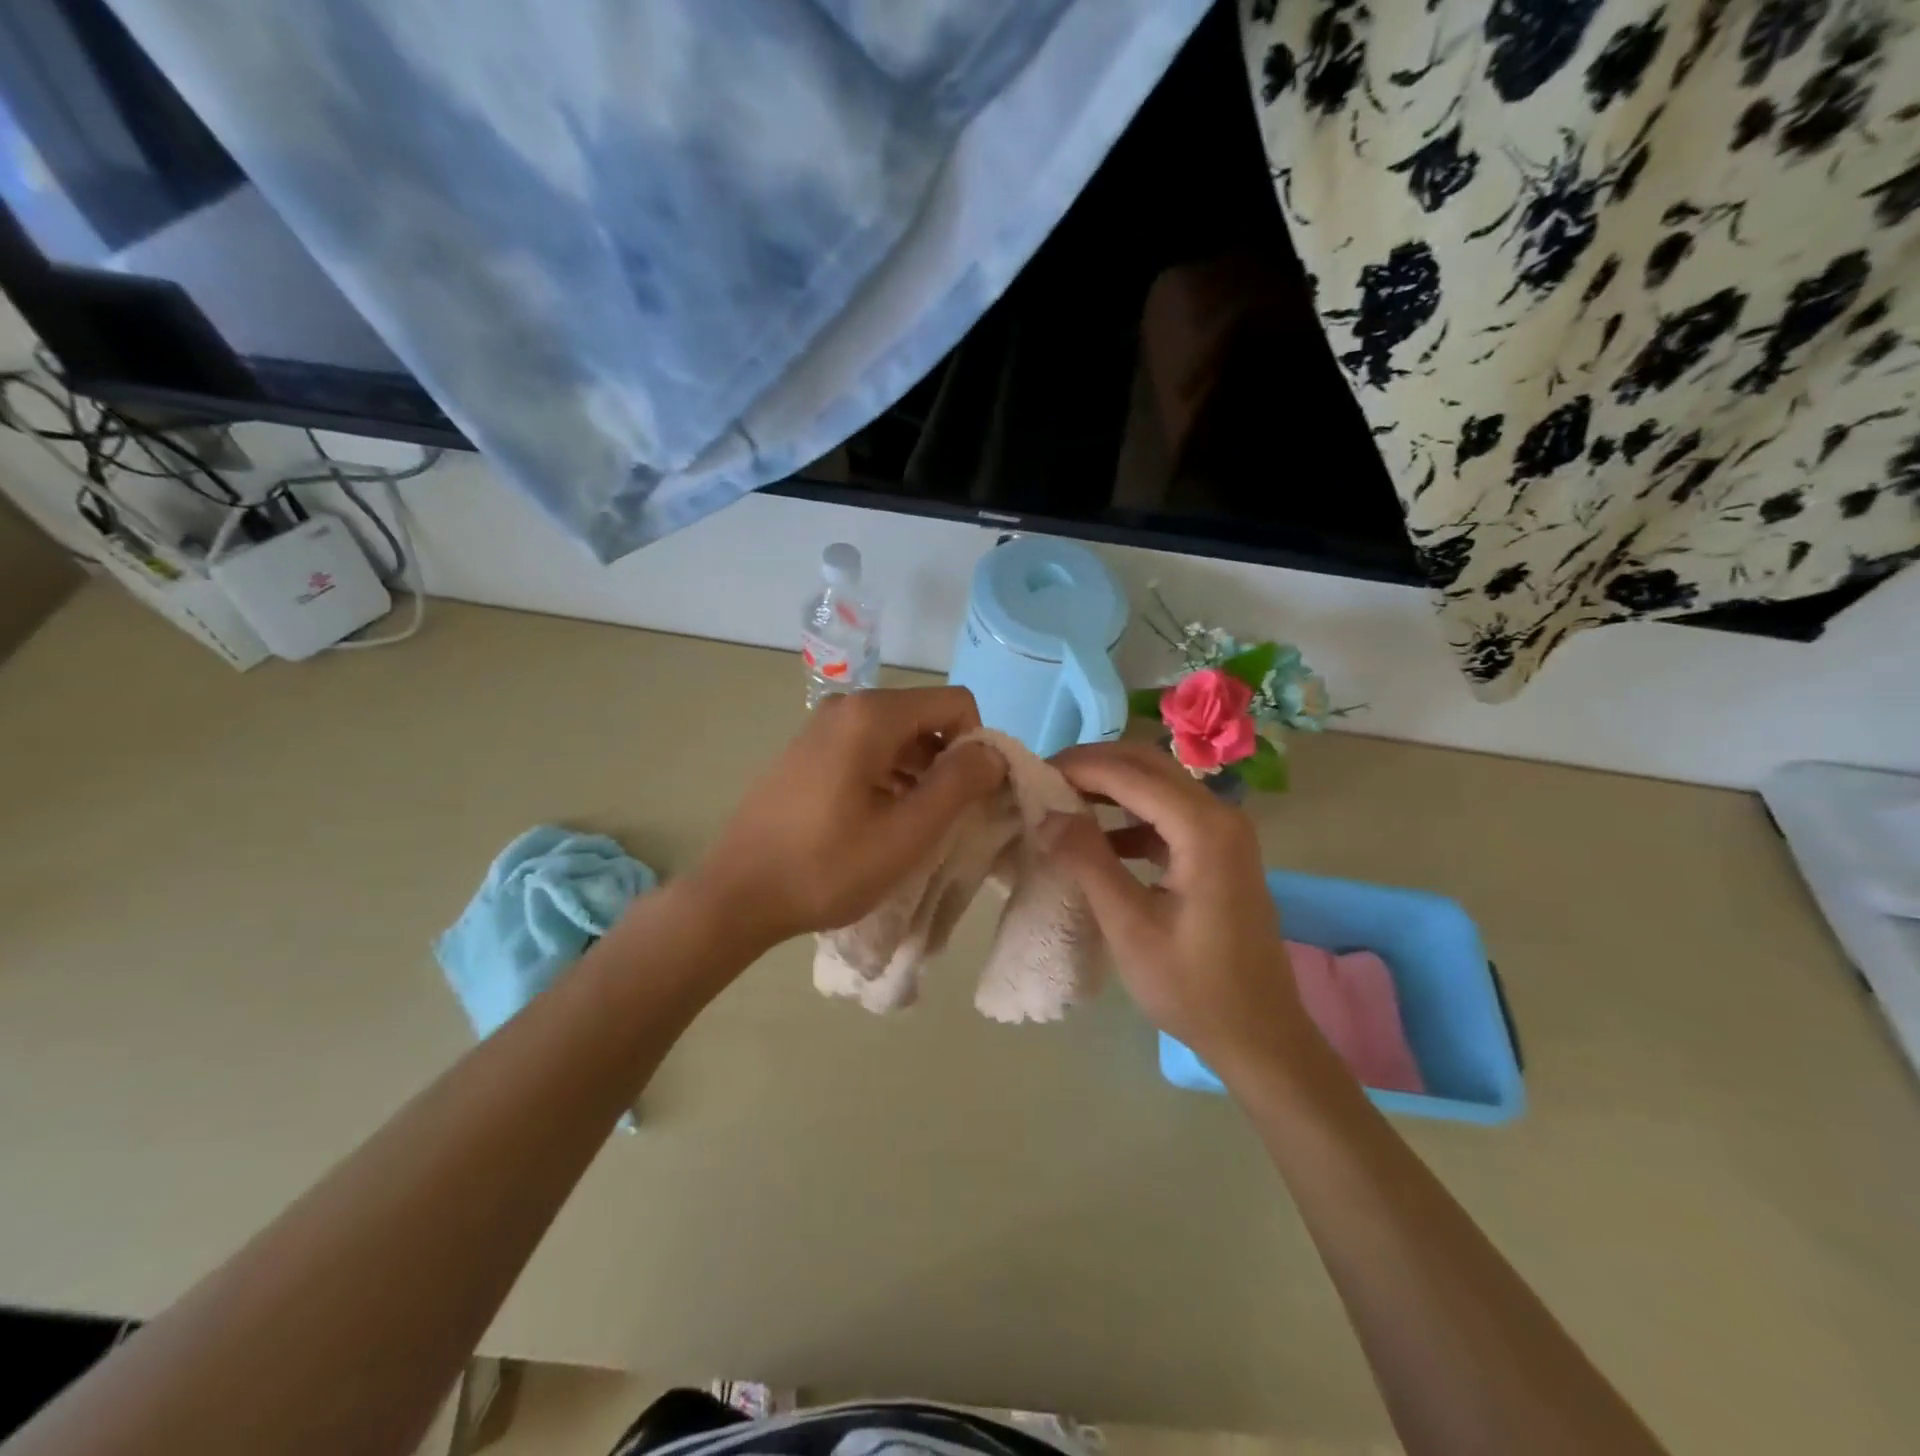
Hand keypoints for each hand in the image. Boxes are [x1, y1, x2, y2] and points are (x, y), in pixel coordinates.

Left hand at [693, 686, 1005, 948]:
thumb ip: (960, 784)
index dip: (978, 746)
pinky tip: (883, 822)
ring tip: (915, 827)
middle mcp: (846, 706)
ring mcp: (822, 727)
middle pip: (926, 717)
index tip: (973, 796)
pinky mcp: (809, 751)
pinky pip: (869, 750)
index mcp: (872, 715)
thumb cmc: (827, 867)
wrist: (737, 895)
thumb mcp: (907, 832)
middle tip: (948, 818)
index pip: (956, 703)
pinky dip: (891, 777)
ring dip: (921, 774)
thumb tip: (993, 752)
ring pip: (899, 736)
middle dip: (949, 761)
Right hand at [1041, 741, 1316, 1084]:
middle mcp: (1220, 815)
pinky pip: (1168, 814)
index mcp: (1204, 829)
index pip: (1130, 775)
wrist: (1258, 1034)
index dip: (1079, 768)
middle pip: (1148, 766)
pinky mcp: (1219, 851)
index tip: (1032, 774)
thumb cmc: (1192, 987)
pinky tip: (1098, 838)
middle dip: (1094, 766)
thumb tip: (1046, 812)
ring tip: (1062, 801)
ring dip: (1111, 786)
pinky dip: (1130, 815)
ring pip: (1158, 785)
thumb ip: (1087, 861)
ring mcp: (1224, 832)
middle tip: (1044, 780)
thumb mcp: (1129, 926)